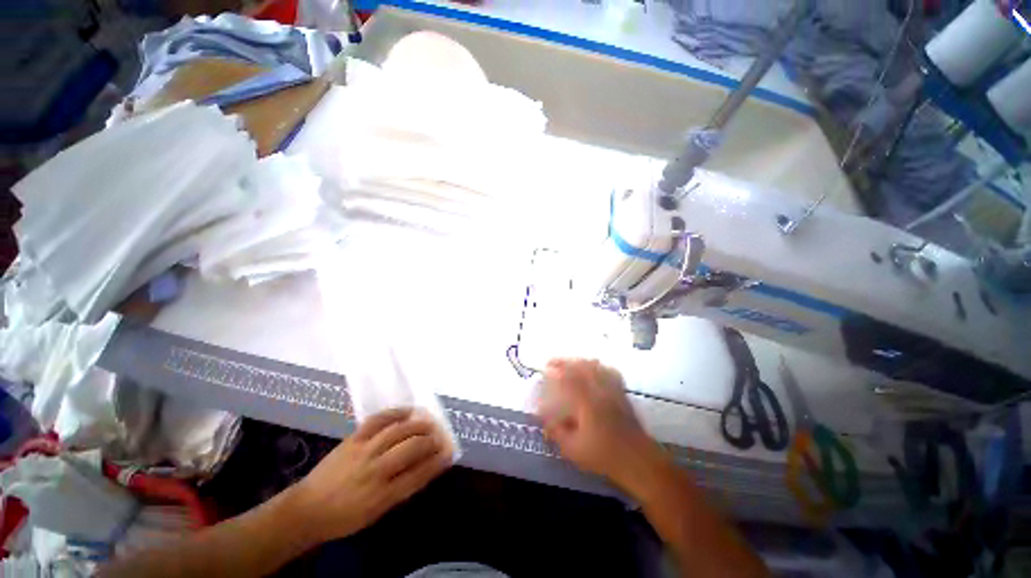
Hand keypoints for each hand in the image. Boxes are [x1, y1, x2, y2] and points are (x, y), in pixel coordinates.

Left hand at [288, 408, 452, 542]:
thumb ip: (402, 489)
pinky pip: (379, 420)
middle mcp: (376, 471)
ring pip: (399, 431)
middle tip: (442, 436)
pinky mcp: (353, 439)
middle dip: (432, 440)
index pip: (419, 474)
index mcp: (382, 495)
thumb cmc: (344, 517)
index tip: (449, 452)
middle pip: (412, 448)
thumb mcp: (376, 513)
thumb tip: (426, 467)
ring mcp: (364, 451)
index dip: (437, 461)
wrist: (307, 509)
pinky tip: (408, 411)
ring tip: (430, 421)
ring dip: (420, 424)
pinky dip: (396, 412)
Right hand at [536, 359, 659, 488]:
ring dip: (580, 361)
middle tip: (553, 362)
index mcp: (587, 402)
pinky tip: (594, 367)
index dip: (556, 369)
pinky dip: (599, 366)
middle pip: (582, 367)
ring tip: (570, 362)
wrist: (637, 460)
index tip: (546, 367)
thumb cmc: (603, 455)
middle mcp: (600, 390)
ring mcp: (613, 390)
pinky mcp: (622, 393)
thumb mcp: (573, 449)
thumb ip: (557, 432)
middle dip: (565, 361)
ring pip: (596, 366)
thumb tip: (545, 422)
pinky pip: (610, 372)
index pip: (569, 378)